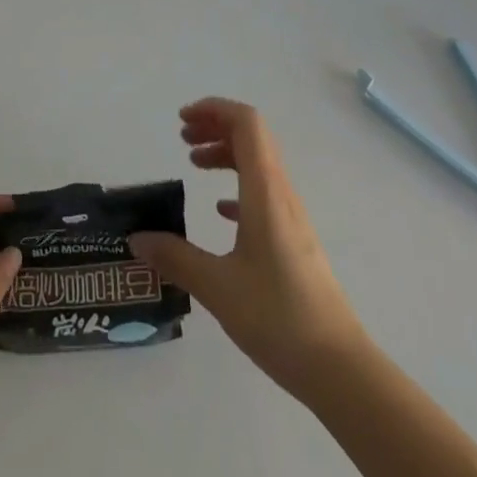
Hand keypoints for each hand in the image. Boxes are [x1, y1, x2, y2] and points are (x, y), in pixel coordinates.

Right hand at [129, 98, 368, 399]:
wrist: (339, 368)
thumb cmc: (278, 318)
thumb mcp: (218, 288)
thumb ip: (176, 258)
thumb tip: (137, 238)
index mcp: (265, 191)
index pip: (246, 123)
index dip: (214, 109)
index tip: (182, 120)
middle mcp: (281, 193)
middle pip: (252, 136)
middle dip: (215, 126)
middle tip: (182, 139)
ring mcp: (291, 216)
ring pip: (258, 163)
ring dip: (226, 153)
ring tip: (194, 165)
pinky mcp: (294, 240)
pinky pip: (264, 192)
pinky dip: (238, 185)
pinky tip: (220, 212)